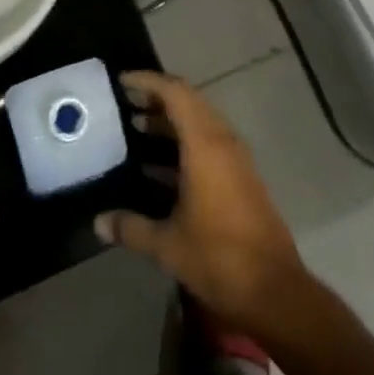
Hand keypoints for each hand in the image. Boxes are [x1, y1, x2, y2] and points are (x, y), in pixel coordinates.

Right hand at [94, 71, 310, 339]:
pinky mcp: (241, 178)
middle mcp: (222, 142)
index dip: (148, 81)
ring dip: (170, 121)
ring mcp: (235, 160)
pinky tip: (158, 166)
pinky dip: (183, 143)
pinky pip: (209, 144)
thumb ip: (131, 227)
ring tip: (136, 128)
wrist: (275, 292)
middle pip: (188, 102)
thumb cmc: (219, 258)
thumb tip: (98, 222)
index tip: (121, 82)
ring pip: (200, 123)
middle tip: (126, 103)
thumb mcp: (167, 245)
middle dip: (157, 98)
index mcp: (204, 144)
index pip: (175, 92)